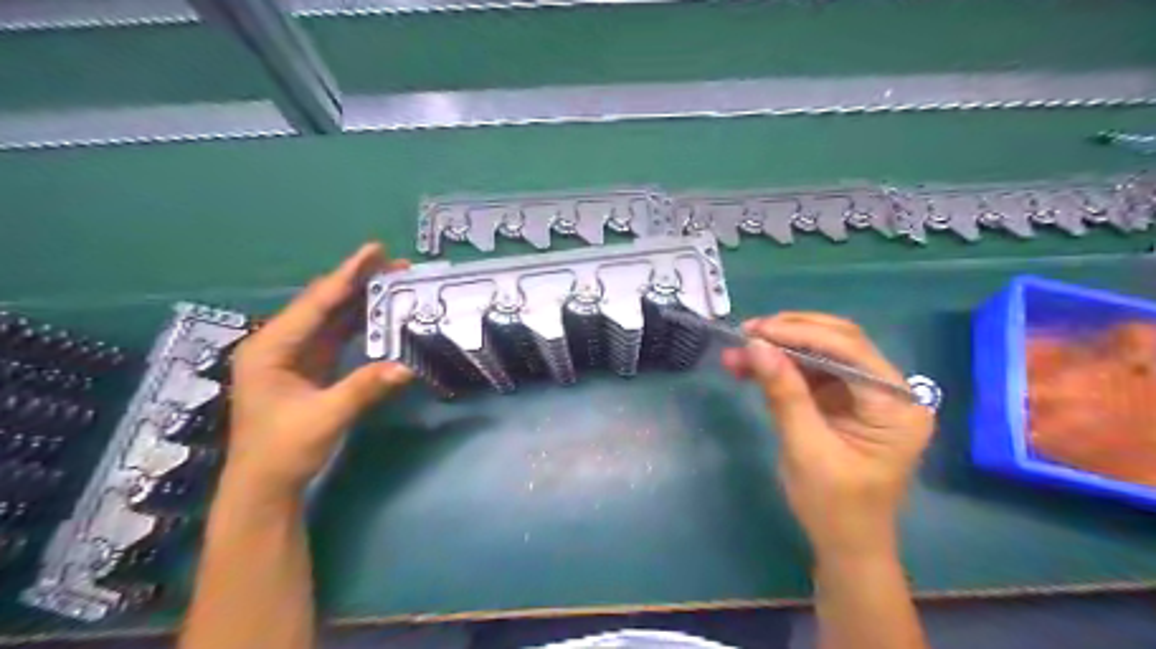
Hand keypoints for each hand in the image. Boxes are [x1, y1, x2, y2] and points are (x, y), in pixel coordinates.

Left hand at [227, 243, 415, 501]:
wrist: (265, 486)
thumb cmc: (283, 451)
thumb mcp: (325, 418)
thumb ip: (364, 389)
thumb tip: (406, 367)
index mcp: (271, 348)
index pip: (316, 303)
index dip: (348, 275)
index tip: (375, 250)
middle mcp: (280, 344)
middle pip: (324, 304)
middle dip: (359, 282)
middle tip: (396, 264)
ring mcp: (294, 356)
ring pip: (332, 318)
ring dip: (362, 300)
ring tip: (394, 281)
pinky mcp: (309, 368)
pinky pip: (337, 336)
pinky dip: (360, 323)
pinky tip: (380, 313)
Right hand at [720, 313, 936, 557]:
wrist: (844, 545)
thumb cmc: (834, 507)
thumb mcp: (806, 449)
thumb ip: (784, 393)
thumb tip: (756, 345)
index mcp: (896, 405)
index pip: (850, 351)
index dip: (801, 334)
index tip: (756, 331)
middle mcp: (888, 391)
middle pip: (839, 343)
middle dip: (790, 334)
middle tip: (747, 332)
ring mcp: (865, 394)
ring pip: (821, 353)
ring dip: (779, 349)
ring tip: (738, 350)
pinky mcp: (843, 401)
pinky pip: (810, 373)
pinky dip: (780, 368)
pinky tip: (749, 368)